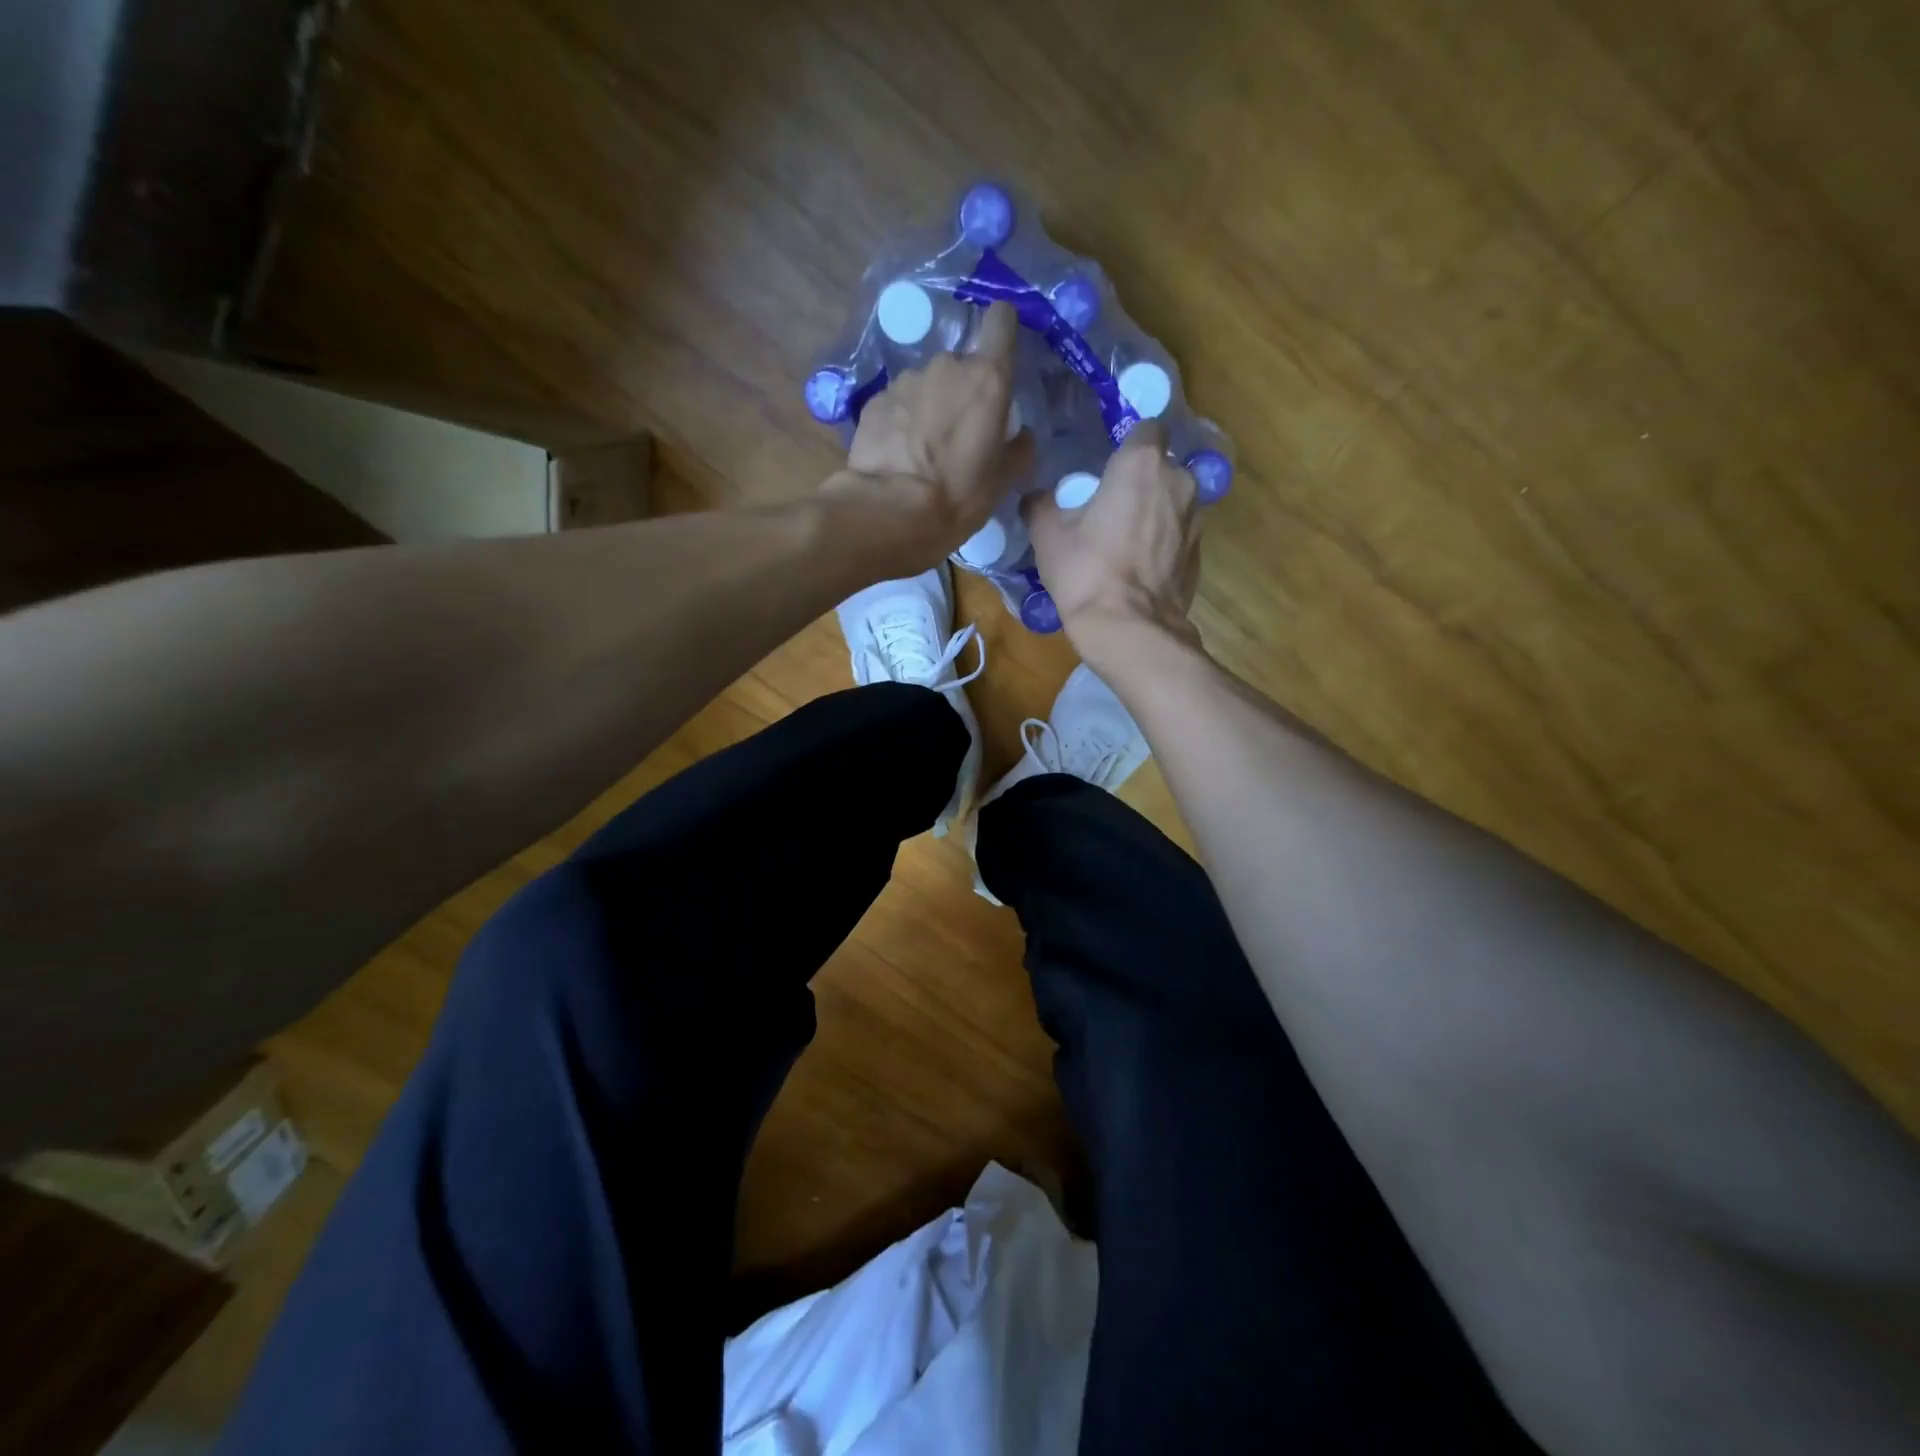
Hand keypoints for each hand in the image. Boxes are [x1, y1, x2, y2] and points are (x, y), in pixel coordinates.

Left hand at [826, 302, 1032, 564]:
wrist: (889, 512)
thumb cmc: (956, 497)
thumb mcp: (1002, 482)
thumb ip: (1019, 449)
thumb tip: (1022, 434)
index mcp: (986, 379)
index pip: (1001, 320)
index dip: (1002, 329)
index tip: (1001, 349)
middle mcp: (946, 366)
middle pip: (961, 364)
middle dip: (962, 391)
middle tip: (959, 434)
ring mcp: (906, 380)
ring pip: (927, 384)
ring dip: (929, 406)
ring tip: (924, 449)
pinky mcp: (875, 399)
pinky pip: (898, 402)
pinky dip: (902, 420)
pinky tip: (899, 454)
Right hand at [1024, 421, 1203, 666]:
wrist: (1129, 629)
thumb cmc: (1086, 571)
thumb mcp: (1047, 535)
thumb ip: (1041, 504)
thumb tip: (1036, 497)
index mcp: (1142, 464)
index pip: (1146, 428)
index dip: (1128, 444)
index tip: (1108, 465)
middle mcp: (1179, 481)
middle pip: (1161, 467)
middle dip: (1140, 481)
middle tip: (1110, 506)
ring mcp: (1196, 519)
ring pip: (1173, 501)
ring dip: (1154, 512)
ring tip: (1124, 540)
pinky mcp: (1199, 553)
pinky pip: (1178, 535)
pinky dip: (1162, 542)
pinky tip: (1138, 566)